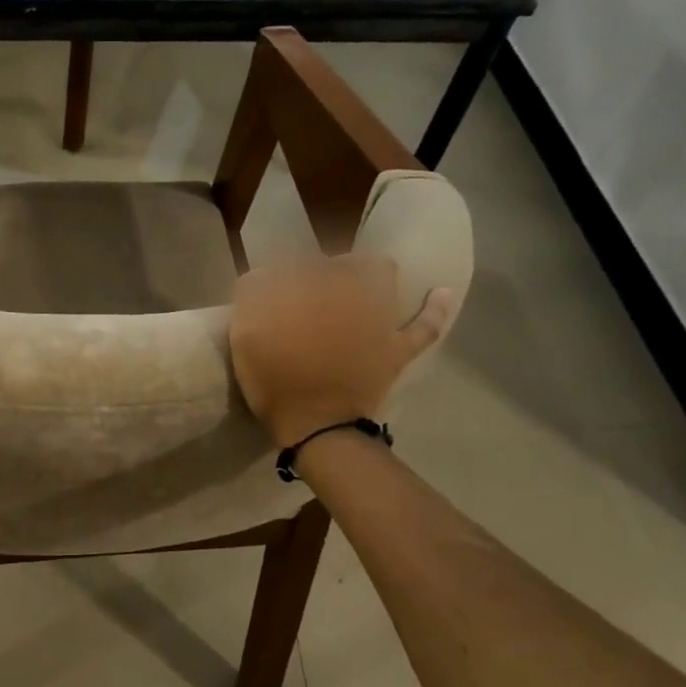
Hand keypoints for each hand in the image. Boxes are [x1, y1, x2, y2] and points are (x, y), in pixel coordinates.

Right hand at [229, 254, 452, 447]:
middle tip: (305, 296)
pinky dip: (433, 309)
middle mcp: (345, 289)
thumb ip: (253, 294)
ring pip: (378, 273)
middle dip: (320, 271)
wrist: (314, 424)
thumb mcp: (244, 333)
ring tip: (353, 281)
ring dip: (365, 271)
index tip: (272, 298)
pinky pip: (423, 325)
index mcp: (305, 285)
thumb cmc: (273, 380)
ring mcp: (376, 316)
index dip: (281, 280)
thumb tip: (265, 275)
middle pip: (334, 263)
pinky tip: (441, 293)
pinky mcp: (395, 345)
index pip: (293, 264)